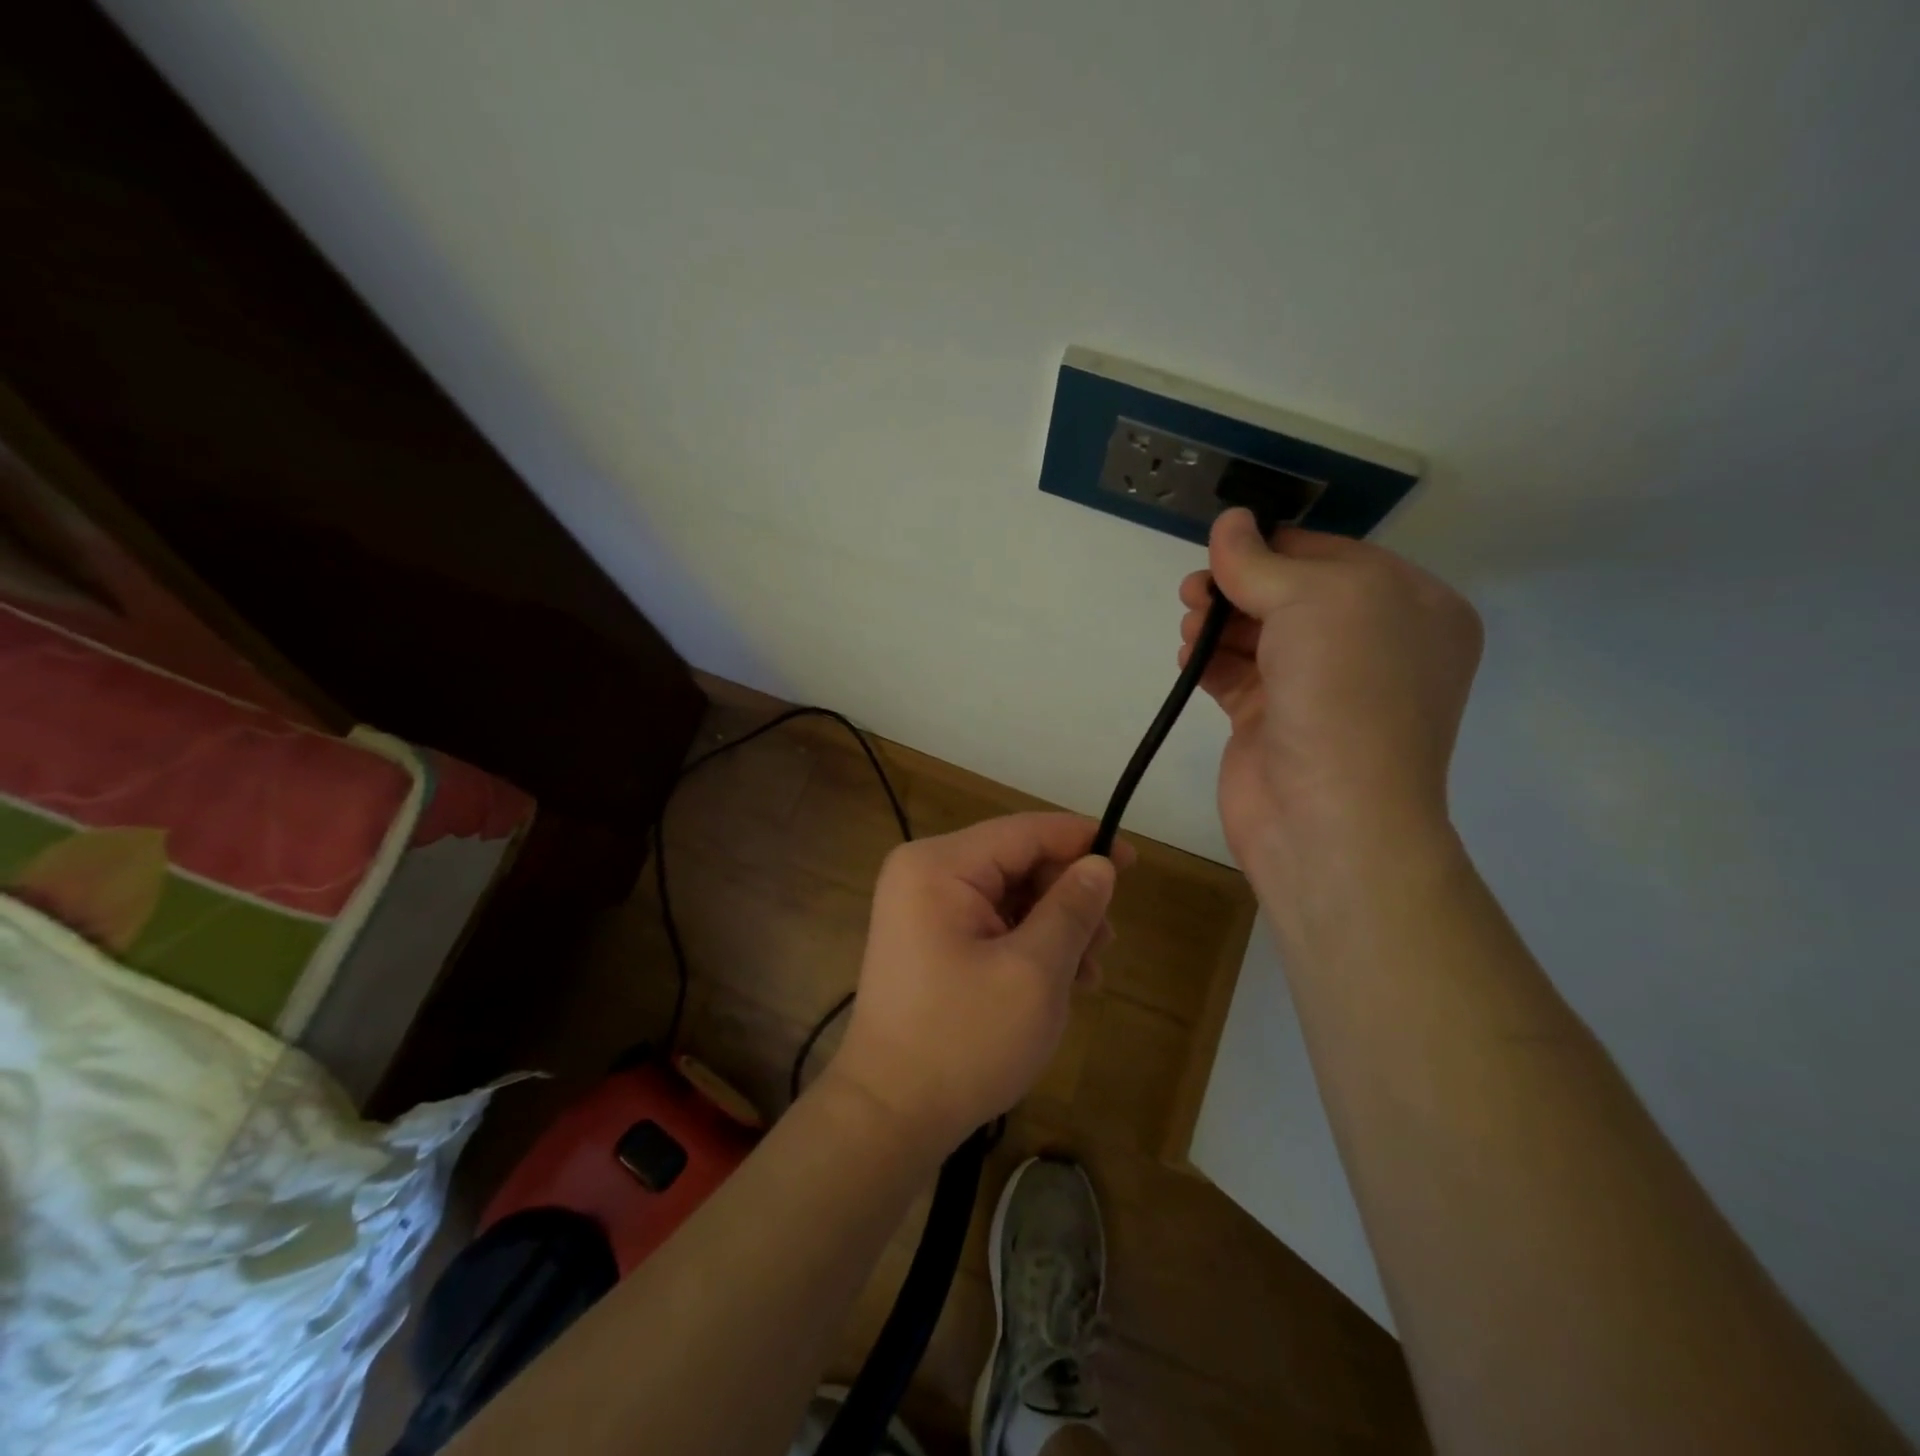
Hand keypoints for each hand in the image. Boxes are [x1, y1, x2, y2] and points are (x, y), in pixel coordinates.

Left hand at [826, 813, 1130, 1150]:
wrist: (889, 1116)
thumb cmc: (963, 1041)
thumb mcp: (1034, 973)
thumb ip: (1071, 909)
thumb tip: (1099, 864)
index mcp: (939, 865)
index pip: (1025, 831)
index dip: (1083, 840)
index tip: (1134, 860)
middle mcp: (924, 873)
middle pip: (1016, 862)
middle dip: (1067, 897)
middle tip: (1107, 941)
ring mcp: (921, 908)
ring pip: (1008, 894)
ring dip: (1054, 925)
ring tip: (1089, 972)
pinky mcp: (927, 940)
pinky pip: (989, 922)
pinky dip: (1028, 943)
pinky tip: (1061, 981)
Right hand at [1180, 508, 1482, 874]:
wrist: (1328, 817)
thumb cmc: (1343, 692)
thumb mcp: (1314, 601)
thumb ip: (1260, 560)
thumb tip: (1228, 521)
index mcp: (1411, 607)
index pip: (1332, 555)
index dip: (1275, 546)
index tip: (1221, 546)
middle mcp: (1372, 645)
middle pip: (1290, 594)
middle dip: (1239, 585)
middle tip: (1193, 591)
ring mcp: (1322, 688)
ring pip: (1260, 635)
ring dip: (1219, 623)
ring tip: (1189, 625)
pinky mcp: (1276, 722)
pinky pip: (1239, 676)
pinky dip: (1211, 662)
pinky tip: (1188, 657)